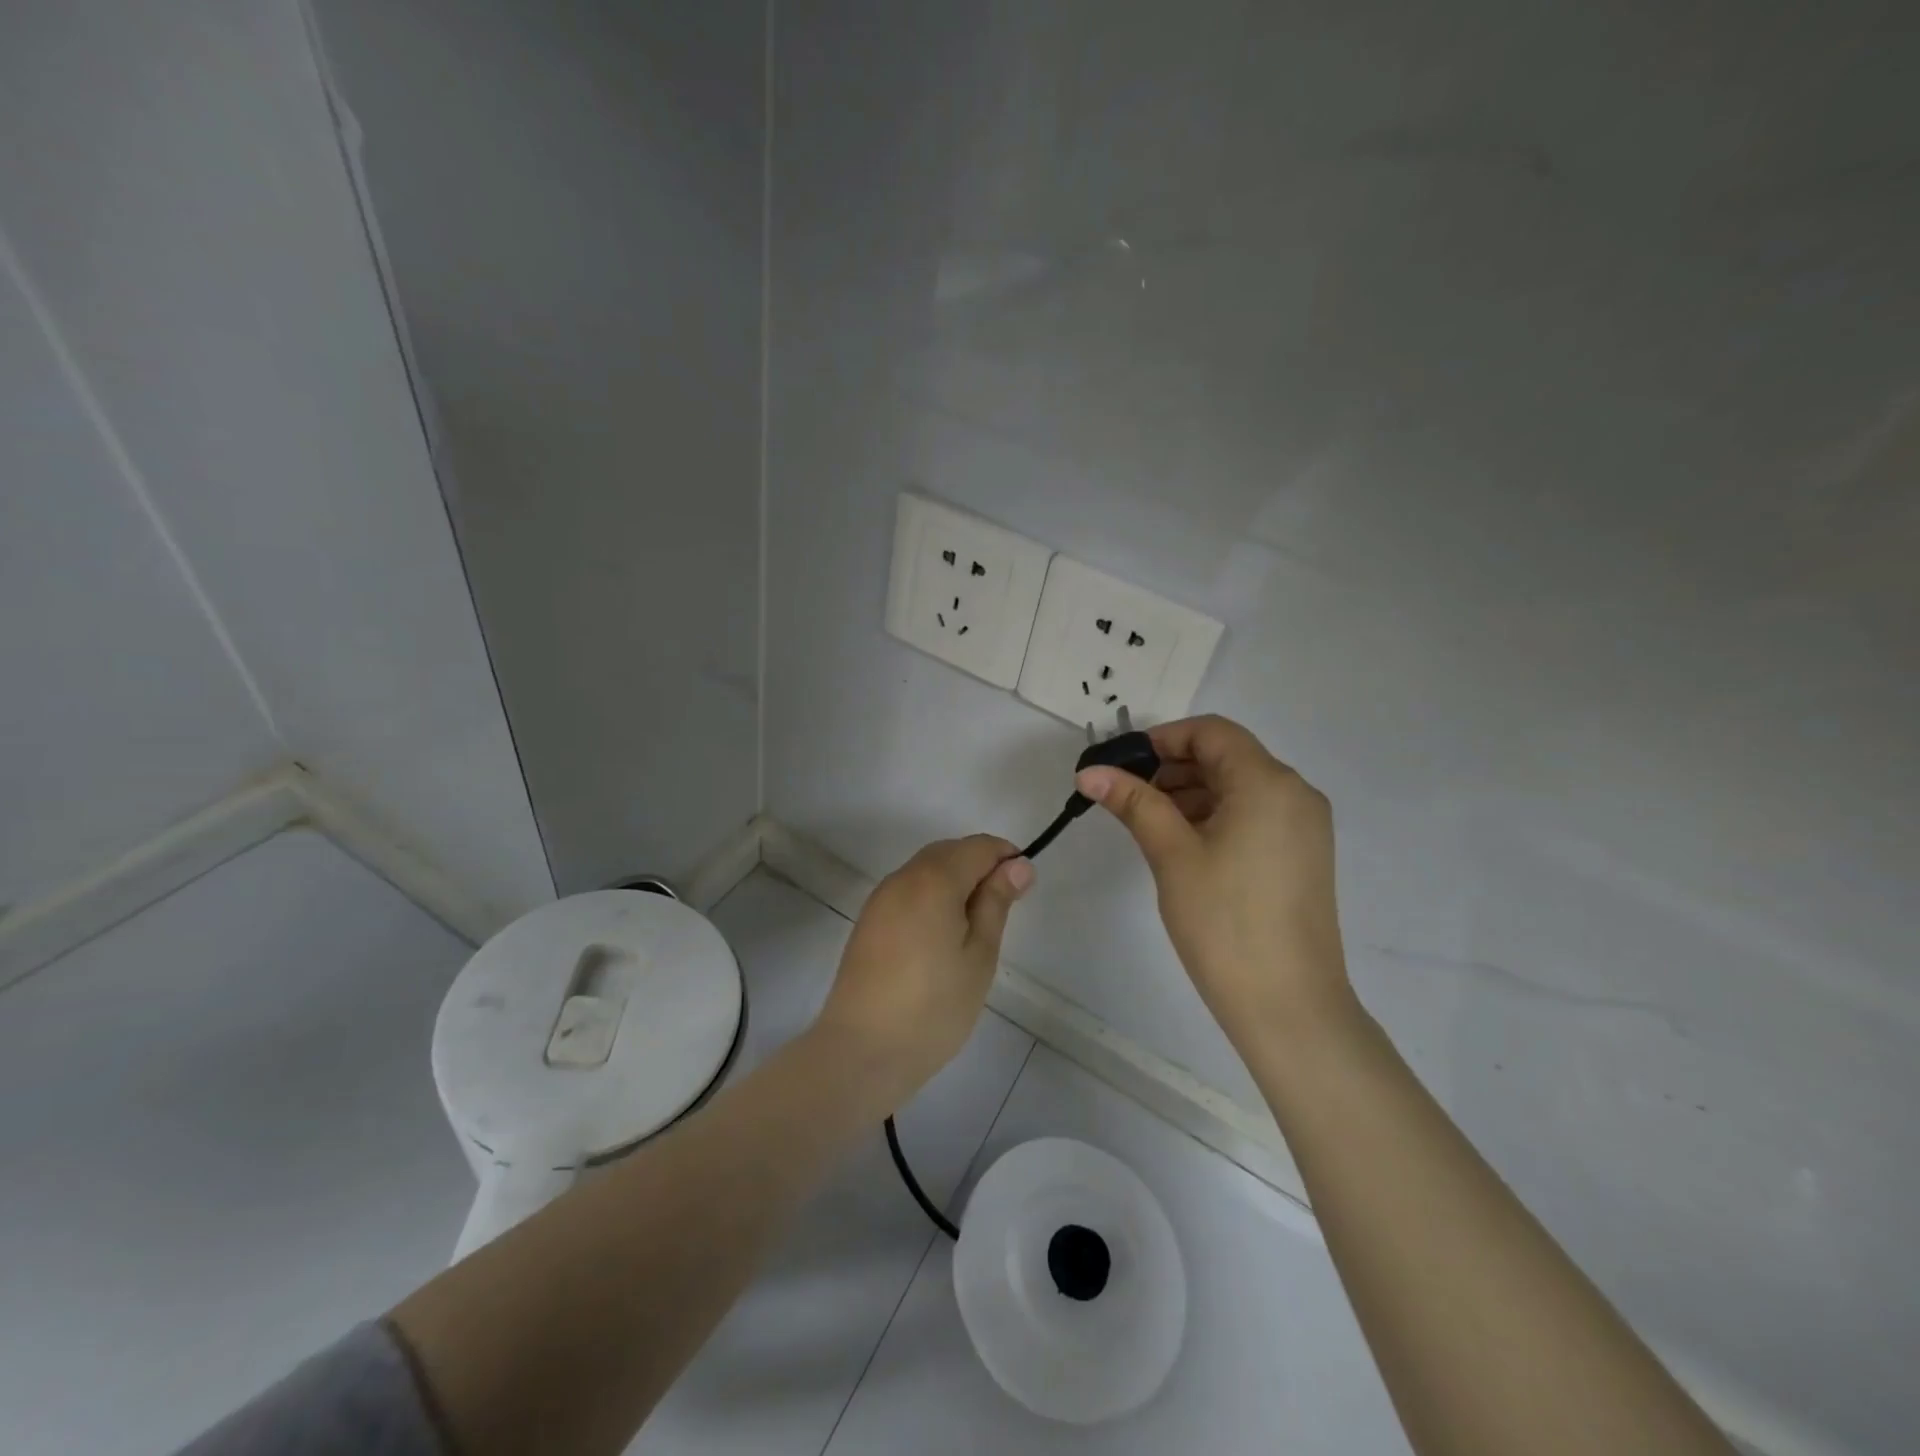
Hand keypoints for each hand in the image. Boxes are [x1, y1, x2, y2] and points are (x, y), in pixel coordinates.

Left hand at [812, 835, 1033, 1111]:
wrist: (861, 1051)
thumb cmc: (933, 1007)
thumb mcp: (979, 955)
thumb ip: (996, 903)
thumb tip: (1017, 865)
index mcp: (934, 879)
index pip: (978, 847)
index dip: (1006, 858)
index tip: (1023, 890)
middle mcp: (903, 878)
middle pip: (949, 852)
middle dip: (980, 867)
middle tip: (1003, 910)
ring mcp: (880, 899)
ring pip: (926, 870)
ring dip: (955, 881)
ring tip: (974, 928)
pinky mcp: (868, 921)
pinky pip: (908, 891)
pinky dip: (931, 897)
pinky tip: (941, 936)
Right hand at [1077, 715, 1351, 1051]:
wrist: (1288, 1005)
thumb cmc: (1224, 922)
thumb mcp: (1171, 854)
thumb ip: (1133, 802)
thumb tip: (1090, 772)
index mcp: (1268, 782)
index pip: (1212, 732)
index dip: (1162, 739)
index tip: (1121, 764)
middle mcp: (1295, 793)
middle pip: (1227, 756)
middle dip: (1173, 767)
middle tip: (1126, 796)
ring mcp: (1304, 826)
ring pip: (1239, 787)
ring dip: (1191, 793)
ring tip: (1148, 823)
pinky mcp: (1302, 855)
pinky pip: (1254, 814)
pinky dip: (1215, 816)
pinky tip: (1183, 844)